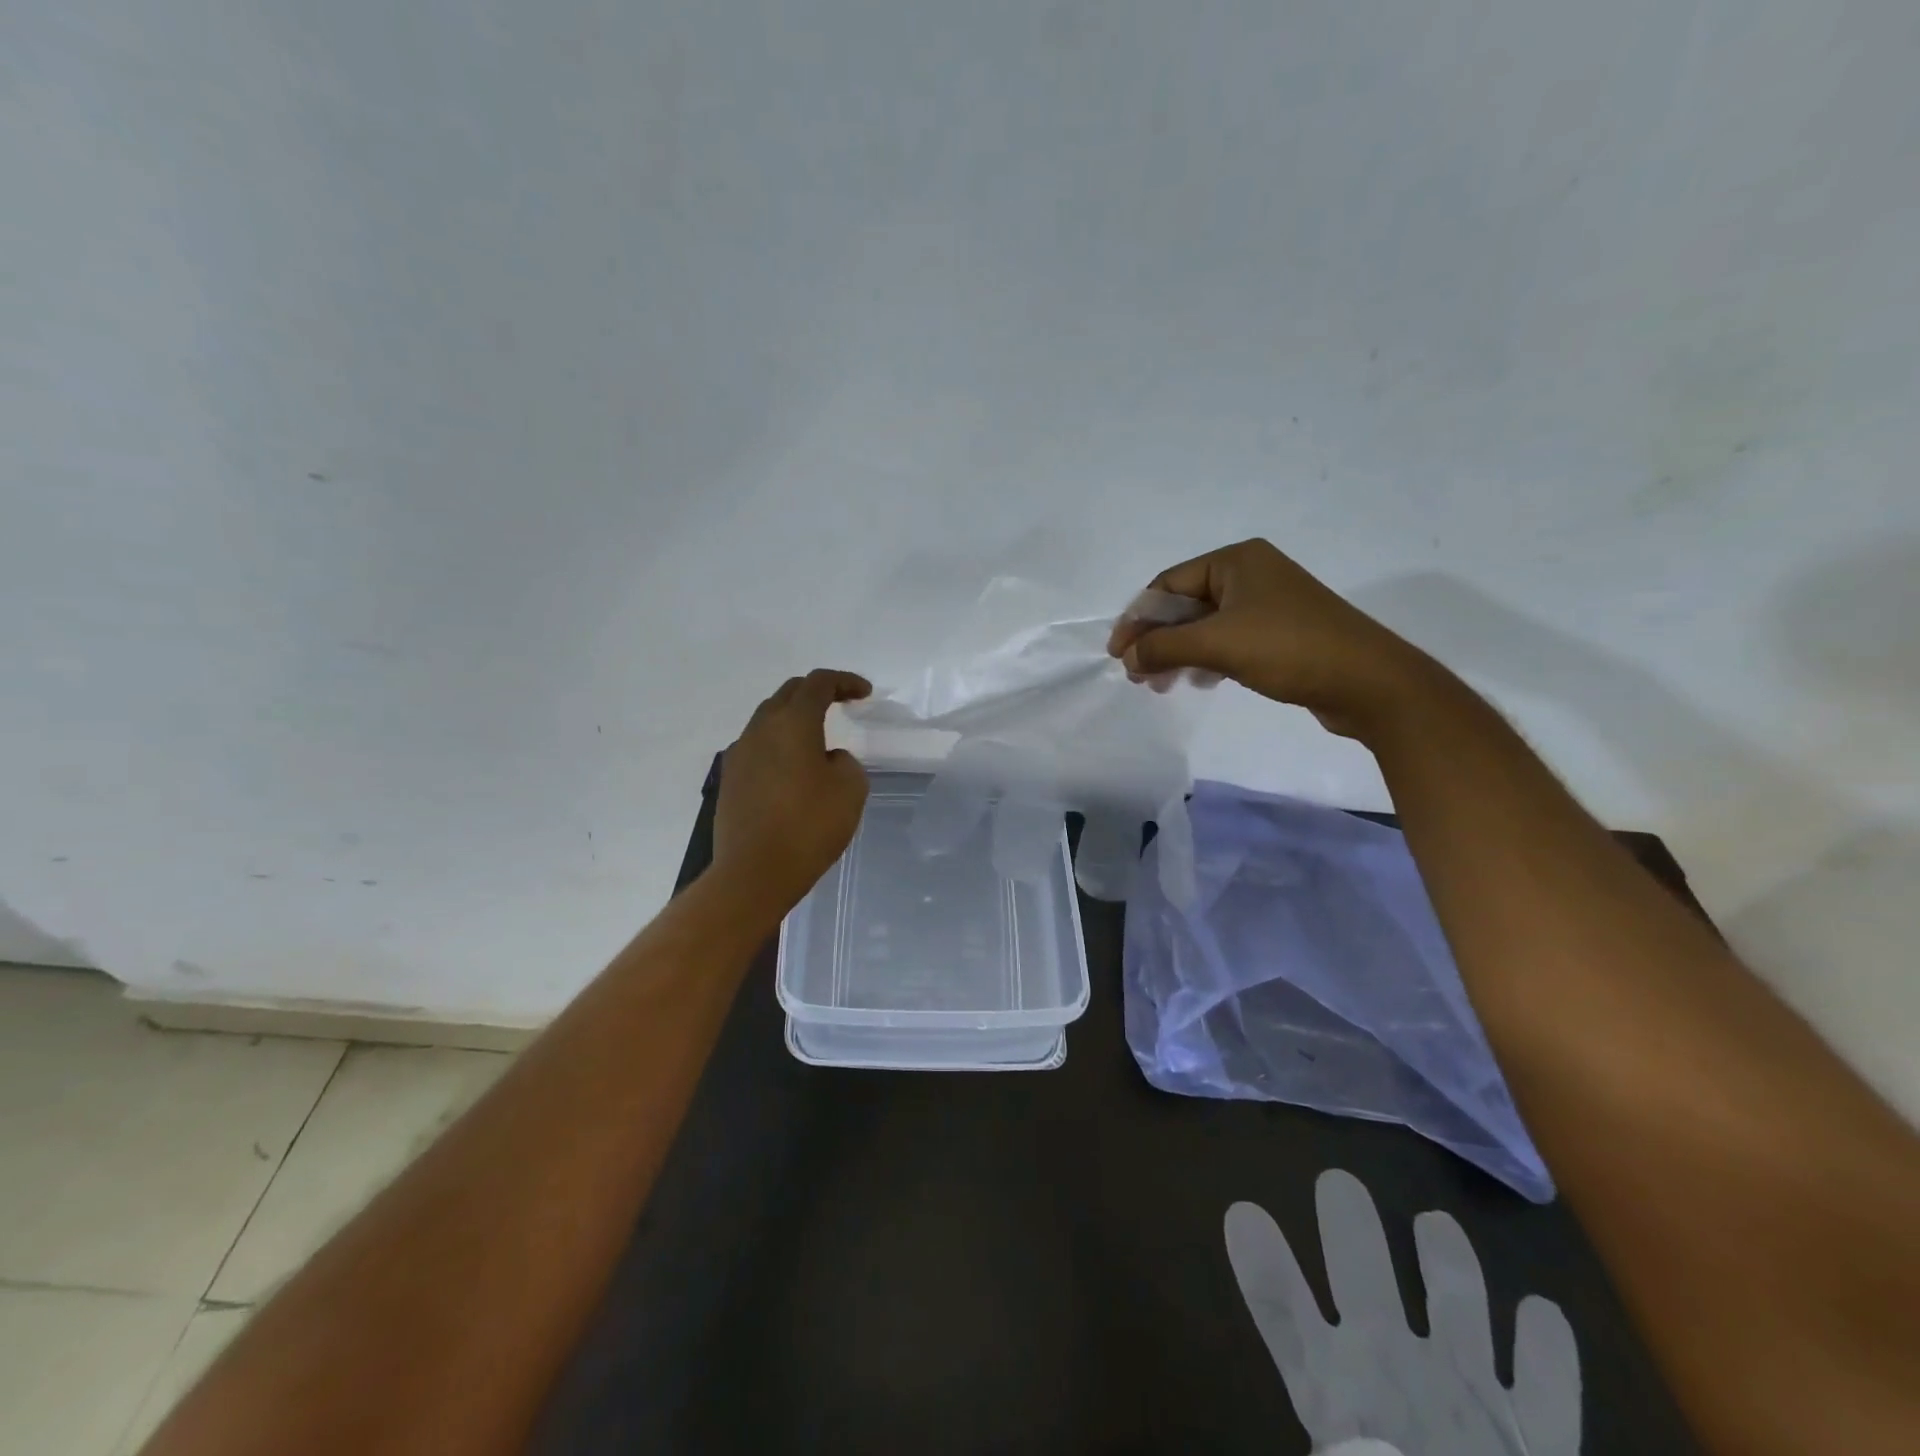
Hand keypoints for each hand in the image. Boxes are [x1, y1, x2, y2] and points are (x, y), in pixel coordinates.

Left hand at [714, 669, 871, 911]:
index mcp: (793, 723)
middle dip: (818, 692)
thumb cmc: (809, 826)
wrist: (753, 873)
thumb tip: (828, 759)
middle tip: (842, 703)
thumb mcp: (851, 789)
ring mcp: (740, 754)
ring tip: (818, 738)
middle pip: (789, 693)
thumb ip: (846, 762)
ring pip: (769, 719)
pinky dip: (779, 745)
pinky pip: (758, 747)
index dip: (845, 681)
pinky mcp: (730, 779)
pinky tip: (793, 770)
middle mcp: (760, 729)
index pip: (819, 683)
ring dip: (795, 719)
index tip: (865, 694)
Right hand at [1107, 538, 1436, 740]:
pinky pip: (1227, 640)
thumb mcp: (1217, 644)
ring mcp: (1267, 604)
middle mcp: (1250, 574)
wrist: (1368, 682)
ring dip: (1177, 653)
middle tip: (1137, 675)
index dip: (1137, 619)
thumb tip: (1128, 658)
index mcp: (1235, 560)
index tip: (1118, 654)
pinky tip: (1199, 682)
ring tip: (1161, 685)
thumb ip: (1164, 647)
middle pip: (1184, 604)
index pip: (1168, 584)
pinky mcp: (1279, 632)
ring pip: (1204, 626)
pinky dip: (1205, 659)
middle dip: (1157, 640)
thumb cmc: (1289, 648)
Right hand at [1226, 1171, 1580, 1455]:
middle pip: (1358, 1267)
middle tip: (1339, 1181)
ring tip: (1438, 1223)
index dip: (1260, 1258)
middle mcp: (1390, 1362)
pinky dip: (1548, 1347)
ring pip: (1453, 1298)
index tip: (1243, 1212)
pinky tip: (1544, 1312)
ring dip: (1445, 1257)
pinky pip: (1546, 1381)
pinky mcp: (1536, 1433)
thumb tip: (1293, 1344)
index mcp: (1333, 1386)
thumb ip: (1310, 1382)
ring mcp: (1467, 1388)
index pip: (1279, 1303)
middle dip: (1347, 1220)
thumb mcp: (1333, 1447)